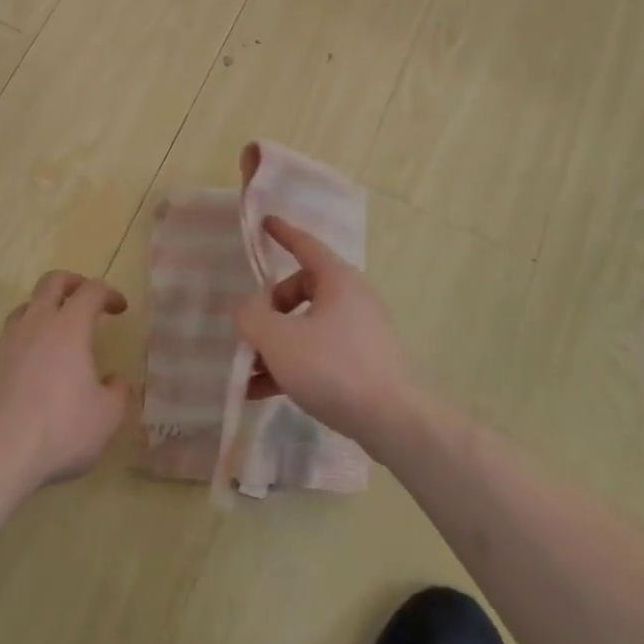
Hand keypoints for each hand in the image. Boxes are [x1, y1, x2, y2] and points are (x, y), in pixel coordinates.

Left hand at [0, 271, 130, 495]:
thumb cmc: (59, 430)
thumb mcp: (107, 417)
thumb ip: (118, 393)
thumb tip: (116, 381)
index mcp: (69, 327)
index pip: (91, 290)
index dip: (109, 293)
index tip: (120, 308)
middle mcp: (35, 324)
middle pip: (51, 282)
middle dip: (72, 282)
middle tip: (84, 298)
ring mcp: (4, 343)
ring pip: (24, 309)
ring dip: (43, 311)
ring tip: (55, 334)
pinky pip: (7, 342)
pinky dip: (23, 345)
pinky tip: (30, 373)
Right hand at [236, 216, 419, 457]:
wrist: (395, 421)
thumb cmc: (334, 367)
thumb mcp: (279, 339)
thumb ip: (252, 317)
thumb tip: (248, 308)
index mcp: (337, 279)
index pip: (305, 245)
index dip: (283, 233)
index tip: (265, 222)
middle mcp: (352, 298)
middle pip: (301, 290)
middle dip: (270, 311)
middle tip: (250, 333)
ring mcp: (361, 332)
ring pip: (308, 327)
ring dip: (276, 345)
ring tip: (248, 373)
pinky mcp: (365, 363)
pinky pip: (320, 353)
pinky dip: (293, 365)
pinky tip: (264, 392)